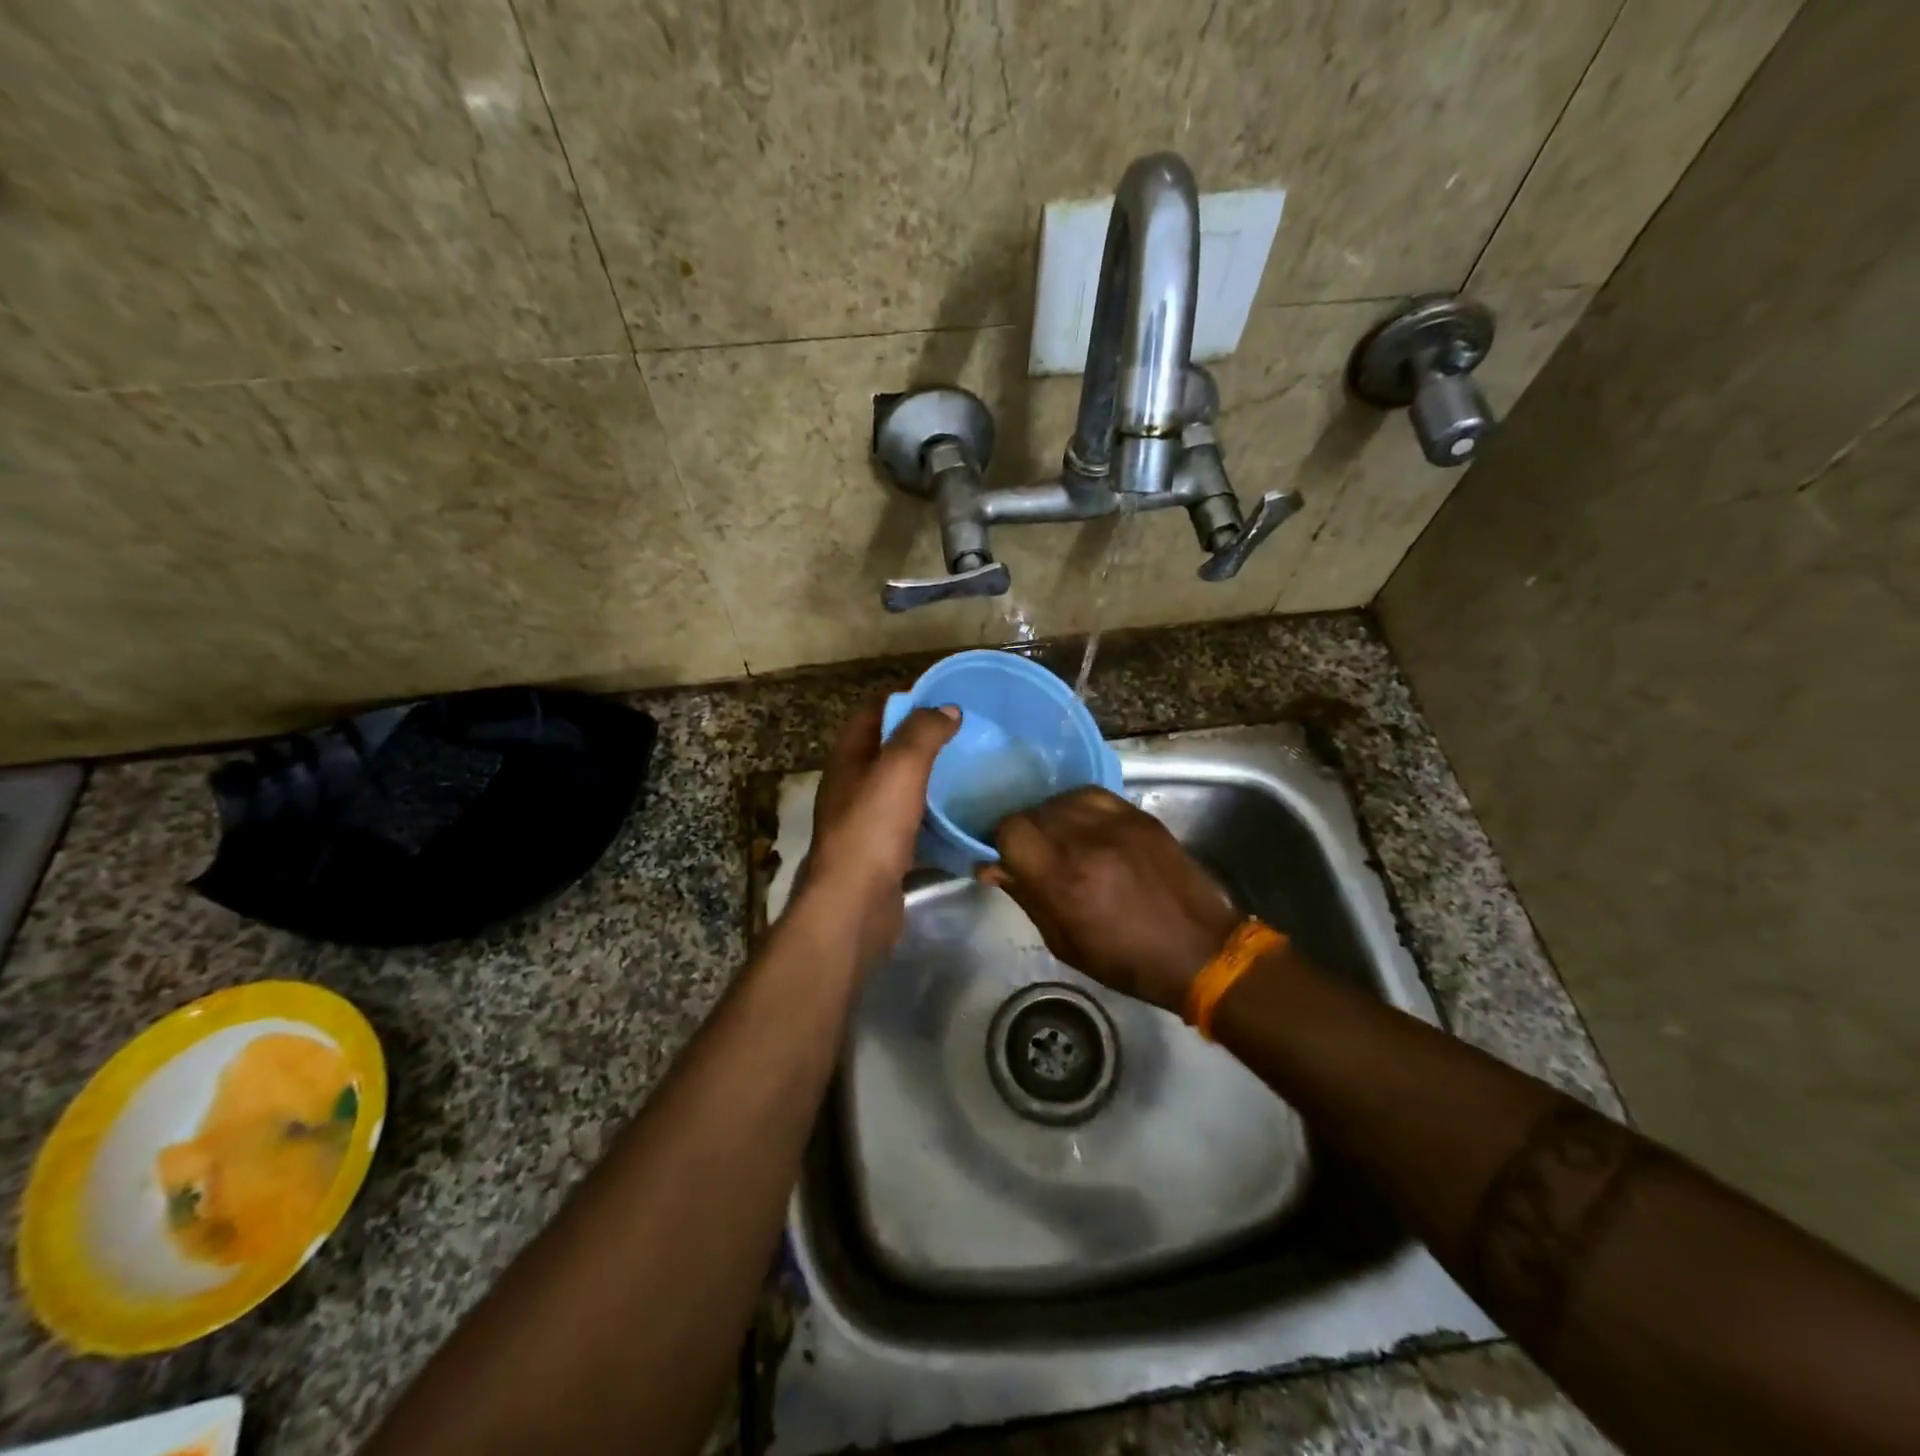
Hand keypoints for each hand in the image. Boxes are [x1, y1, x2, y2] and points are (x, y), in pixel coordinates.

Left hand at [798, 703, 959, 963]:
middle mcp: (852, 786)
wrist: (854, 905)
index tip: (946, 696)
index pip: (874, 712)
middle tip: (968, 733)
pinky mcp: (883, 854)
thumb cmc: (872, 828)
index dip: (907, 698)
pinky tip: (963, 817)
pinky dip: (935, 818)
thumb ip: (922, 733)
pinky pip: (913, 825)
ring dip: (932, 779)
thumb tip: (947, 709)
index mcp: (848, 758)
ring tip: (972, 769)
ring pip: (902, 789)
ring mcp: (866, 822)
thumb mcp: (900, 768)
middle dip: (924, 739)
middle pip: (889, 750)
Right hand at [980, 787, 1240, 1012]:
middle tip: (1030, 854)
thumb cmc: (1126, 960)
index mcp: (1064, 879)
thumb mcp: (1064, 943)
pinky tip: (1082, 827)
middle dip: (1023, 832)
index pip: (1010, 830)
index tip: (1003, 860)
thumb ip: (1026, 896)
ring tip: (1058, 840)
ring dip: (1049, 817)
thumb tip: (992, 867)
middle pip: (1033, 811)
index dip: (999, 842)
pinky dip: (1077, 808)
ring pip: (1060, 800)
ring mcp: (1116, 823)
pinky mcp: (1139, 816)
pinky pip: (1092, 796)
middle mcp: (1086, 841)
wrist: (1201, 951)